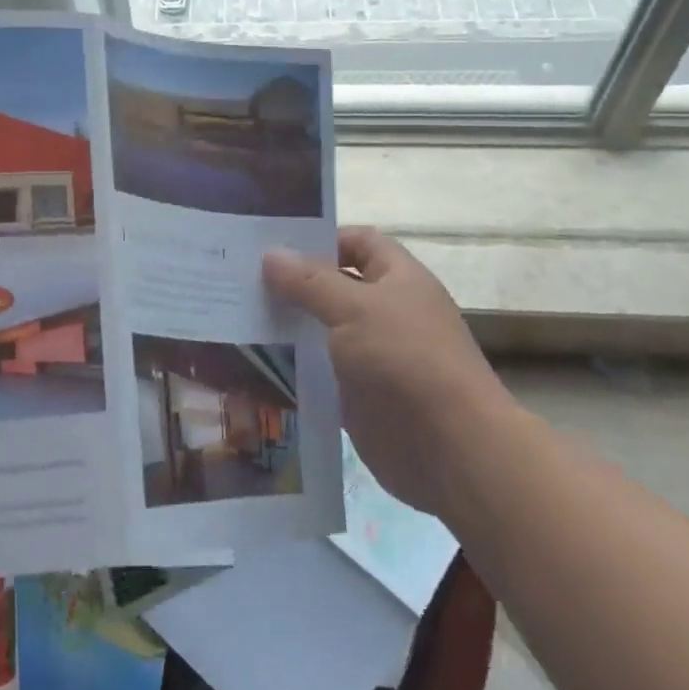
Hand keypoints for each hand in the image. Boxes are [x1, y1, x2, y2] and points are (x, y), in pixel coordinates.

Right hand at [265, 229, 507, 514]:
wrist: (451, 450)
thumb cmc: (406, 361)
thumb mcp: (355, 310)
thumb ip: (310, 282)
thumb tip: (270, 255)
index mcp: (398, 278)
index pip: (358, 242)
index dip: (320, 239)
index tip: (272, 245)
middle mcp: (387, 312)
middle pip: (334, 286)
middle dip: (293, 283)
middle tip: (240, 280)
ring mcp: (373, 355)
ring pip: (323, 330)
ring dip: (288, 327)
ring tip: (237, 318)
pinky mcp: (359, 395)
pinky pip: (320, 372)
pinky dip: (293, 367)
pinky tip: (255, 363)